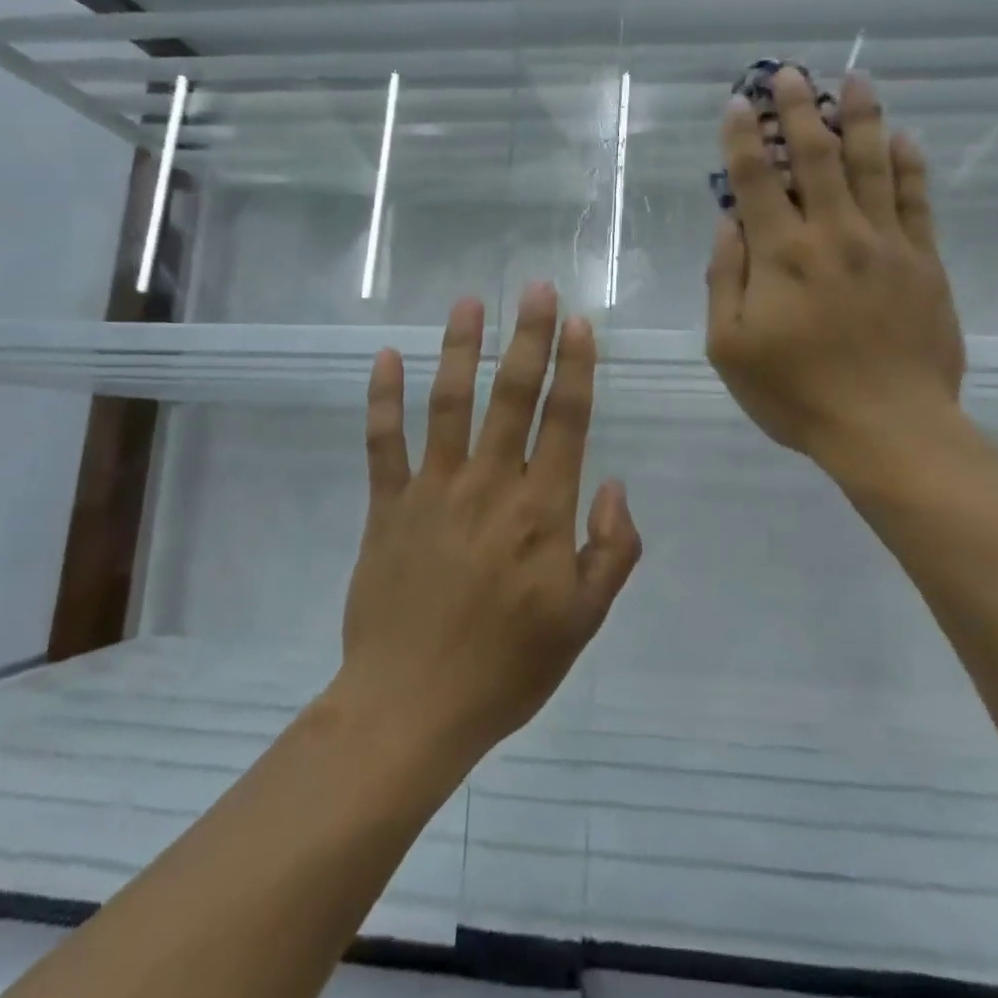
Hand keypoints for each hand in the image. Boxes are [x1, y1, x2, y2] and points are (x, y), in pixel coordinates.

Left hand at [336, 284, 641, 764]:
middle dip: (529, 336)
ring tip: (469, 303)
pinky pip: (383, 443)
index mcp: (541, 510)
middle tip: (536, 288)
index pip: (566, 420)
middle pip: (513, 395)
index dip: (576, 367)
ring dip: (459, 348)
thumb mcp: (584, 620)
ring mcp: (433, 490)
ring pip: (449, 403)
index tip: (580, 323)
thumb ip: (612, 550)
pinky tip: (384, 357)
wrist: (411, 708)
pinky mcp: (388, 507)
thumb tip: (614, 485)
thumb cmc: (507, 667)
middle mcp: (489, 484)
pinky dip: (383, 399)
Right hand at [705, 68, 967, 484]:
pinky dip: (909, 166)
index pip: (755, 180)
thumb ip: (724, 281)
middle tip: (789, 72)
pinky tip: (904, 138)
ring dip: (860, 118)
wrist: (888, 428)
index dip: (742, 137)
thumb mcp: (730, 349)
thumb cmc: (796, 394)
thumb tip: (729, 226)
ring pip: (872, 164)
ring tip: (855, 80)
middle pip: (815, 156)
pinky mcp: (924, 262)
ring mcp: (885, 244)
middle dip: (798, 109)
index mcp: (781, 256)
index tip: (737, 103)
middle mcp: (832, 234)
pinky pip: (916, 201)